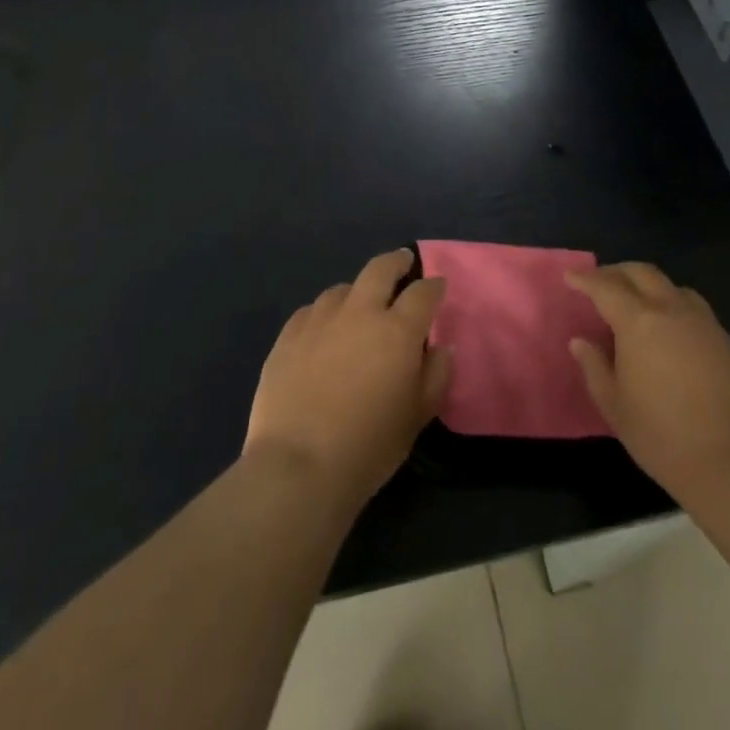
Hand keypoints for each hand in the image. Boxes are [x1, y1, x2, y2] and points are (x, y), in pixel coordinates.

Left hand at [245, 248, 451, 509]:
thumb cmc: (368, 446)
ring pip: (342, 288)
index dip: (433, 285)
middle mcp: (360, 312)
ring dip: (357, 291)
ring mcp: (319, 320)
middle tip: (403, 264)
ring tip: (359, 305)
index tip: (437, 286)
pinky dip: (325, 314)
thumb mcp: (416, 417)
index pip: (422, 292)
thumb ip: (436, 376)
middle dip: (396, 262)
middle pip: (380, 269)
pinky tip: (323, 330)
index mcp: (397, 330)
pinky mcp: (288, 335)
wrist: (298, 466)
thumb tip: (442, 348)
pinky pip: (311, 310)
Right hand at [566, 262, 729, 500]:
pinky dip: (674, 307)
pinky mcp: (728, 341)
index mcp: (639, 322)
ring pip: (672, 287)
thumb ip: (595, 368)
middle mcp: (672, 311)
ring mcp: (705, 323)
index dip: (586, 280)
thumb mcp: (616, 408)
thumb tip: (580, 341)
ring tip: (638, 304)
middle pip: (642, 273)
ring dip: (649, 286)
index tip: (571, 278)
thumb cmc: (665, 437)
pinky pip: (694, 309)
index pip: (606, 287)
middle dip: (617, 272)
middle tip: (600, 282)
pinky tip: (671, 332)